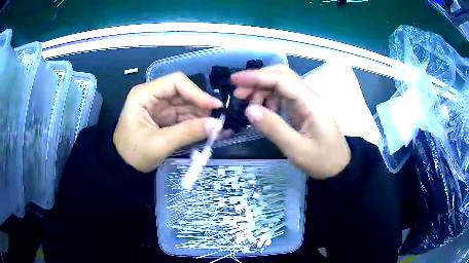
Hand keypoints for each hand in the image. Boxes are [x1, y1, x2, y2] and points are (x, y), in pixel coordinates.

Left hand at [113, 72, 223, 172]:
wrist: (123, 168)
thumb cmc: (134, 154)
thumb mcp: (159, 144)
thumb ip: (188, 133)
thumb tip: (218, 125)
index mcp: (145, 94)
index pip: (175, 82)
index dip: (197, 92)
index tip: (214, 106)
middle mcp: (153, 96)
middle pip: (183, 93)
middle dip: (201, 106)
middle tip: (219, 120)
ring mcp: (159, 107)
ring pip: (186, 105)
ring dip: (202, 116)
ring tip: (218, 128)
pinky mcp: (164, 118)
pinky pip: (184, 116)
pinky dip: (197, 123)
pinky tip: (210, 130)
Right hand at [231, 65, 350, 178]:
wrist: (340, 167)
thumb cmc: (322, 160)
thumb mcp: (297, 150)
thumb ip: (274, 128)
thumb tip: (249, 109)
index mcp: (310, 102)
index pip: (281, 80)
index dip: (257, 77)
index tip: (234, 80)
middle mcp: (309, 96)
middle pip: (282, 75)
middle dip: (258, 80)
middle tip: (238, 94)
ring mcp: (307, 101)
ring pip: (281, 84)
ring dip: (262, 89)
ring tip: (249, 105)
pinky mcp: (304, 108)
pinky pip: (284, 95)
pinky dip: (270, 98)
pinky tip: (264, 111)